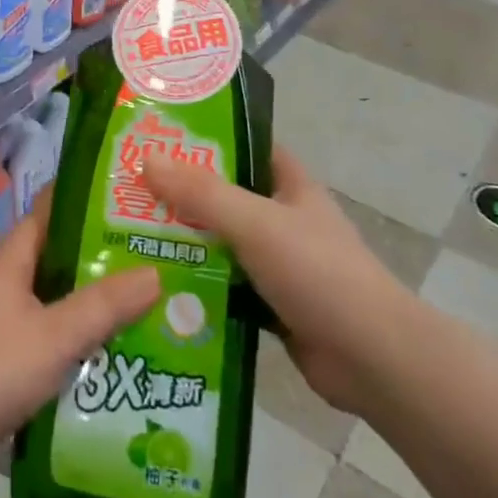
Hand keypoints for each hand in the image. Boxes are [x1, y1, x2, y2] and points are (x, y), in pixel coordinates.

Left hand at [0, 193, 160, 484]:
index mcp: (9, 264)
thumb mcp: (55, 335)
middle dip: (98, 265)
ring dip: (86, 312)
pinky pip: (40, 346)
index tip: (128, 208)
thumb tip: (155, 272)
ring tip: (140, 315)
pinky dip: (69, 350)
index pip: (47, 216)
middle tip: (150, 266)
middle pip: (53, 264)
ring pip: (49, 308)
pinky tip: (103, 365)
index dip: (84, 206)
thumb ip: (104, 306)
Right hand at [142, 146, 407, 413]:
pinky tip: (155, 288)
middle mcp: (283, 219)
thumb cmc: (318, 273)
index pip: (245, 148)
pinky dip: (196, 287)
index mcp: (290, 186)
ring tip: (126, 237)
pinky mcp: (270, 305)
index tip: (157, 138)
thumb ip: (202, 193)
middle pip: (224, 197)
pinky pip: (224, 287)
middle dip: (180, 195)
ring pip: (220, 244)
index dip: (206, 139)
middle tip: (125, 192)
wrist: (372, 359)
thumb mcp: (256, 223)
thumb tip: (146, 158)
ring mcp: (277, 264)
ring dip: (183, 243)